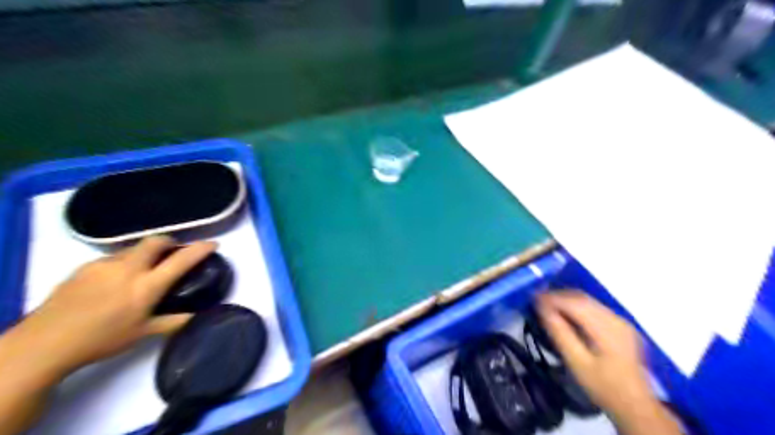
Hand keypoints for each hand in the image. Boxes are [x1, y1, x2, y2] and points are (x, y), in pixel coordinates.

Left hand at [14, 236, 216, 375]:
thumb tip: (196, 317)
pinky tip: (115, 281)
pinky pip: (112, 258)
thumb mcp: (142, 334)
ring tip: (141, 271)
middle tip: (172, 252)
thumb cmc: (101, 340)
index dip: (200, 249)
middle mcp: (128, 269)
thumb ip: (172, 322)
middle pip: (155, 241)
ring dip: (145, 254)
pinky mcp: (84, 267)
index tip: (212, 244)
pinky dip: (123, 262)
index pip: (181, 260)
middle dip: (169, 242)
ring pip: (133, 248)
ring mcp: (104, 265)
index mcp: (146, 287)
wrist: (44, 343)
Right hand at [541, 289, 679, 433]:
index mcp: (607, 327)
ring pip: (589, 301)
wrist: (636, 406)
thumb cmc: (602, 386)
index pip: (574, 303)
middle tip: (537, 300)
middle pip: (582, 298)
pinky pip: (595, 308)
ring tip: (547, 305)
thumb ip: (559, 332)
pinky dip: (577, 307)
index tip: (533, 298)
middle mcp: (616, 318)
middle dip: (558, 296)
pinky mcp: (621, 326)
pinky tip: (566, 315)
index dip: (552, 298)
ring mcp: (621, 321)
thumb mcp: (576, 362)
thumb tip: (542, 308)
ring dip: (567, 300)